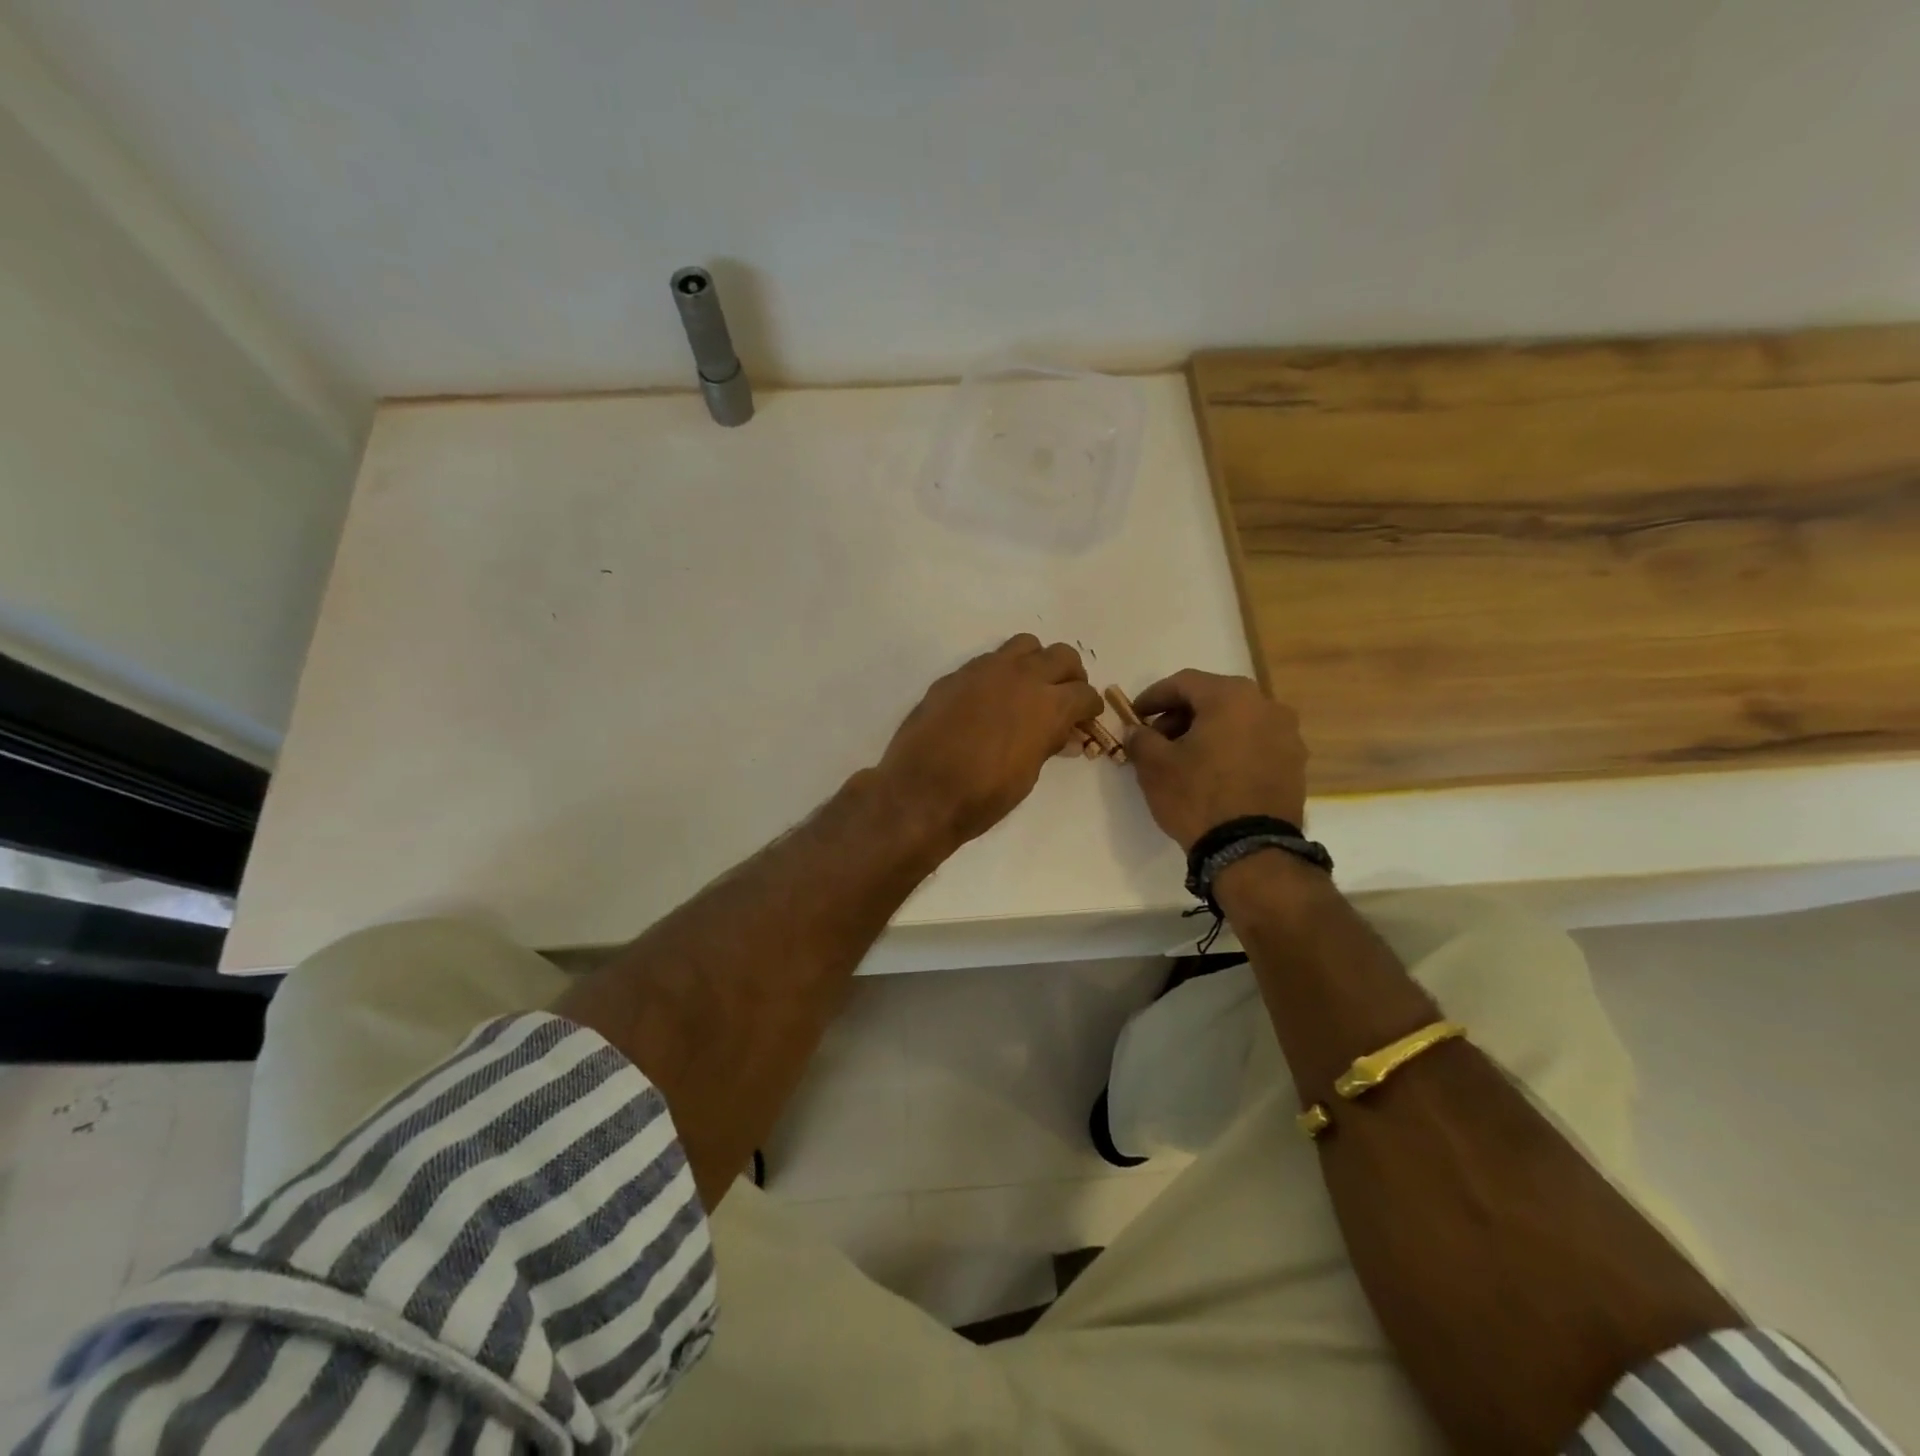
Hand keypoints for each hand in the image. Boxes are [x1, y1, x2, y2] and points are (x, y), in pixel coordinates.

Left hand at [877, 634, 1103, 848]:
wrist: (922, 792)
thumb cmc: (983, 795)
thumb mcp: (1028, 774)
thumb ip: (1048, 745)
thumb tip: (1064, 735)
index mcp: (1048, 705)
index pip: (1084, 693)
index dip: (1090, 708)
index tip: (1086, 718)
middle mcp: (1022, 677)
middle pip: (1061, 655)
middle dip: (1070, 676)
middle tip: (1064, 697)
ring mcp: (985, 670)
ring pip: (1025, 645)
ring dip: (1035, 662)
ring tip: (1029, 687)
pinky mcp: (957, 675)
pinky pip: (989, 660)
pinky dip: (1001, 672)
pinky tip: (991, 698)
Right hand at [1123, 669, 1307, 851]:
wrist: (1251, 849)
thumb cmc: (1198, 796)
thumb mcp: (1154, 766)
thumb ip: (1141, 739)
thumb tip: (1137, 731)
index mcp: (1231, 696)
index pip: (1183, 682)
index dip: (1153, 696)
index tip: (1134, 714)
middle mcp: (1266, 706)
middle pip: (1214, 699)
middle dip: (1181, 715)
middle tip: (1157, 738)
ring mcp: (1287, 735)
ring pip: (1237, 721)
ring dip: (1207, 732)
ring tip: (1184, 759)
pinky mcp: (1295, 764)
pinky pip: (1255, 743)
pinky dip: (1231, 749)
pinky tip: (1213, 773)